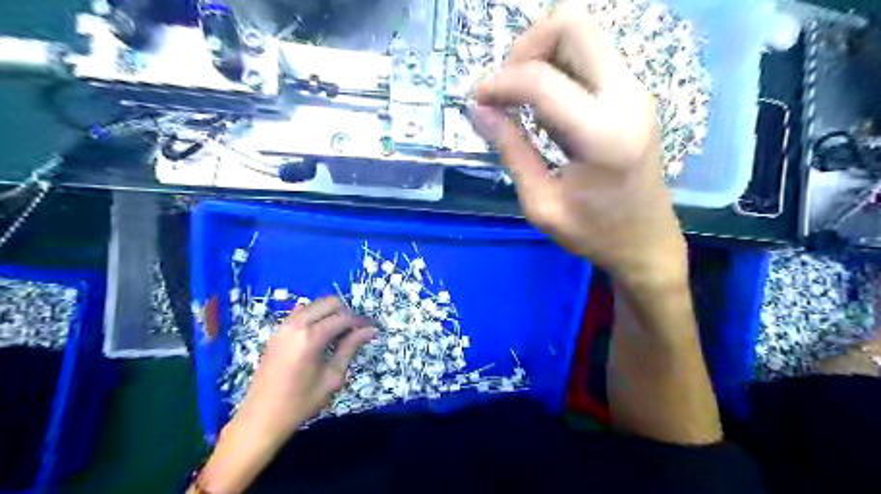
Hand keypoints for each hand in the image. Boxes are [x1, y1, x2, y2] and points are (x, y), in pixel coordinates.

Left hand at [233, 297, 374, 443]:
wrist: (262, 418)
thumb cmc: (301, 402)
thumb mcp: (332, 377)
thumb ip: (350, 348)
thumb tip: (371, 331)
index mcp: (310, 337)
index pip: (343, 318)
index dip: (360, 322)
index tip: (372, 328)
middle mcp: (296, 325)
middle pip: (329, 303)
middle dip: (345, 313)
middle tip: (355, 331)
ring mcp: (283, 327)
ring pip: (314, 305)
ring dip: (330, 313)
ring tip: (339, 333)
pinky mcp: (277, 332)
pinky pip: (301, 313)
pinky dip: (315, 316)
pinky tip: (320, 334)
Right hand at [474, 6, 686, 286]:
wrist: (646, 243)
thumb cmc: (594, 234)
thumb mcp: (541, 203)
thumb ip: (511, 151)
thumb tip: (480, 110)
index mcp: (602, 134)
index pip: (540, 80)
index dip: (499, 83)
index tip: (477, 100)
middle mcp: (626, 98)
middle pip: (573, 25)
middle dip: (527, 46)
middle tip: (506, 86)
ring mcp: (635, 91)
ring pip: (584, 34)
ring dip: (543, 53)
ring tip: (520, 95)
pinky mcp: (633, 95)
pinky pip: (592, 56)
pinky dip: (559, 65)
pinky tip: (544, 102)